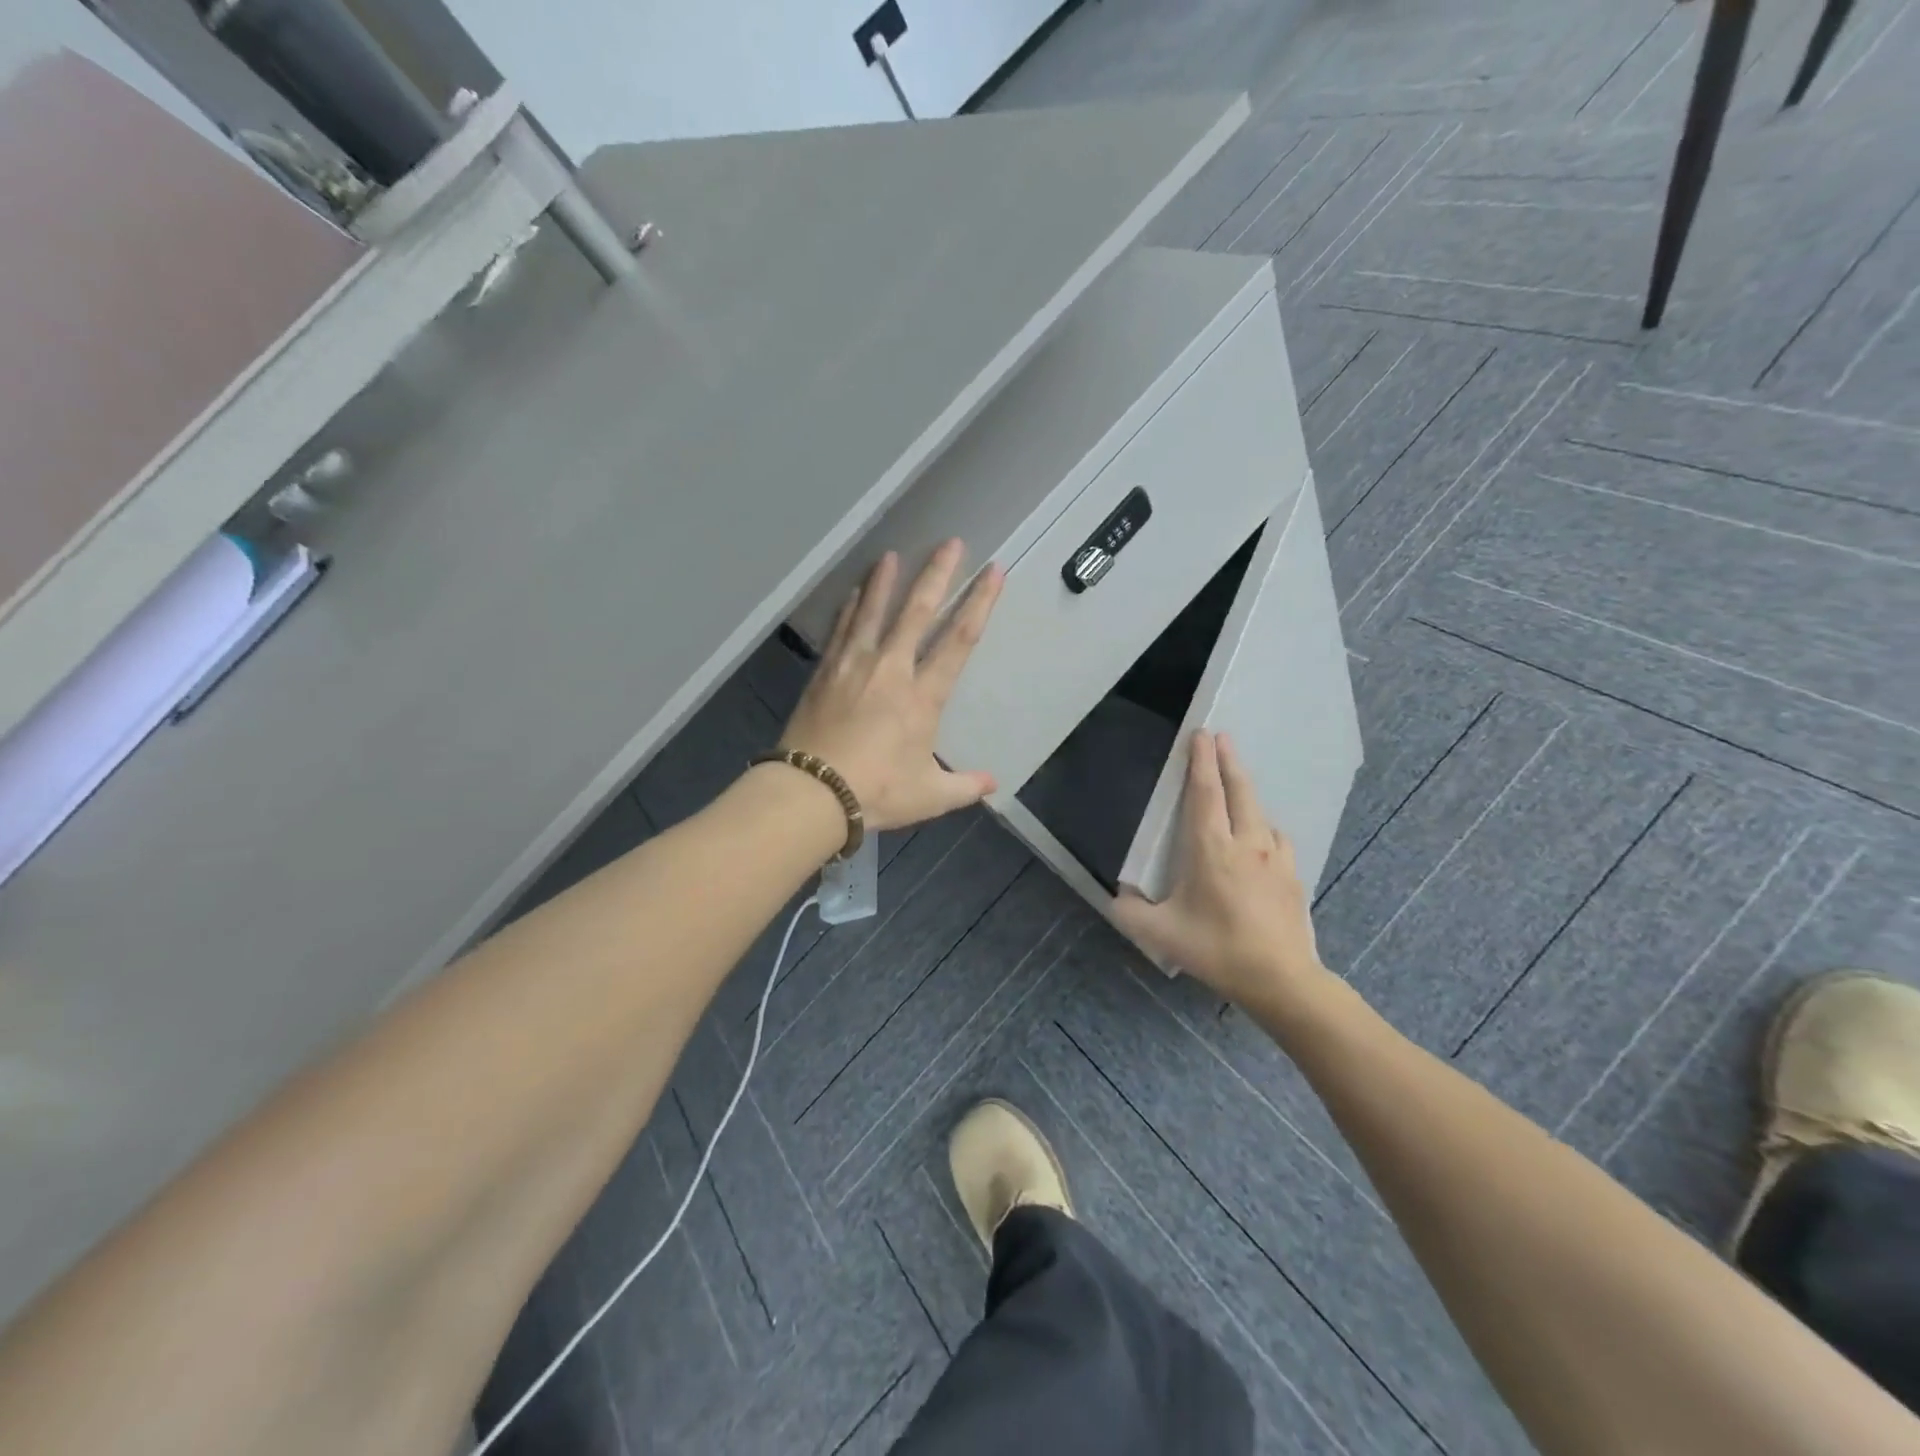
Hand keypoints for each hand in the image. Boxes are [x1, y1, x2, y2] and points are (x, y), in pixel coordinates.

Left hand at [781, 540, 1002, 831]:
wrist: (812, 792)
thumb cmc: (876, 792)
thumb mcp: (928, 796)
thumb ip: (963, 786)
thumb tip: (992, 783)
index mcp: (923, 697)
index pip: (959, 640)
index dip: (979, 603)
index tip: (992, 572)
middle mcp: (891, 670)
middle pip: (917, 612)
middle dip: (937, 574)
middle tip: (950, 543)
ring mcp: (854, 666)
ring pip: (873, 612)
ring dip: (885, 581)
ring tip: (892, 554)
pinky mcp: (825, 673)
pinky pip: (841, 630)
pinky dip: (849, 608)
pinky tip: (853, 592)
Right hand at [1112, 731, 1328, 1007]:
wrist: (1281, 979)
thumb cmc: (1217, 949)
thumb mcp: (1161, 934)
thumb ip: (1130, 912)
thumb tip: (1118, 896)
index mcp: (1211, 848)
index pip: (1206, 793)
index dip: (1201, 761)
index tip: (1201, 735)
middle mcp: (1247, 843)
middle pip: (1240, 790)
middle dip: (1229, 760)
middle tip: (1222, 738)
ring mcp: (1275, 858)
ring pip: (1261, 812)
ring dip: (1248, 793)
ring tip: (1238, 789)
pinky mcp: (1293, 876)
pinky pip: (1277, 839)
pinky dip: (1265, 828)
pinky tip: (1262, 839)